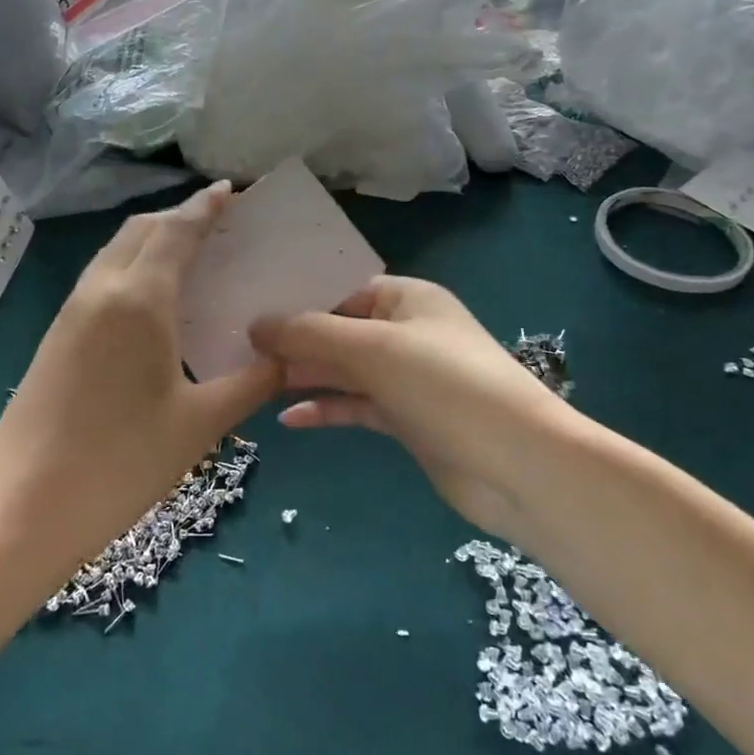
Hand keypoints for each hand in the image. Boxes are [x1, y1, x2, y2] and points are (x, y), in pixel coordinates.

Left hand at [0, 183, 278, 562]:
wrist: (23, 508)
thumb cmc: (122, 463)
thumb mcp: (201, 424)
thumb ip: (251, 382)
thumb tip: (288, 357)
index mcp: (139, 300)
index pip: (177, 232)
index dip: (206, 207)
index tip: (232, 190)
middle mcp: (101, 291)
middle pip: (142, 230)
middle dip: (181, 216)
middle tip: (222, 223)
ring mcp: (71, 312)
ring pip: (116, 251)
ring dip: (153, 239)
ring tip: (193, 254)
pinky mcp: (56, 336)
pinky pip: (101, 279)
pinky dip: (133, 267)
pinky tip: (155, 301)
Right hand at [250, 277, 573, 546]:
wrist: (518, 466)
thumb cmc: (446, 386)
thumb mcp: (374, 349)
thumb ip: (311, 334)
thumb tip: (256, 324)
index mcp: (406, 299)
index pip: (340, 288)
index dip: (295, 297)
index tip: (245, 306)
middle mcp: (405, 332)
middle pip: (338, 329)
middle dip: (292, 339)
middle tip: (235, 347)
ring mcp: (406, 378)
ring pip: (343, 369)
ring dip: (304, 375)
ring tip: (252, 381)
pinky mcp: (406, 419)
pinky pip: (356, 406)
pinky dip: (326, 409)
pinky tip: (289, 419)